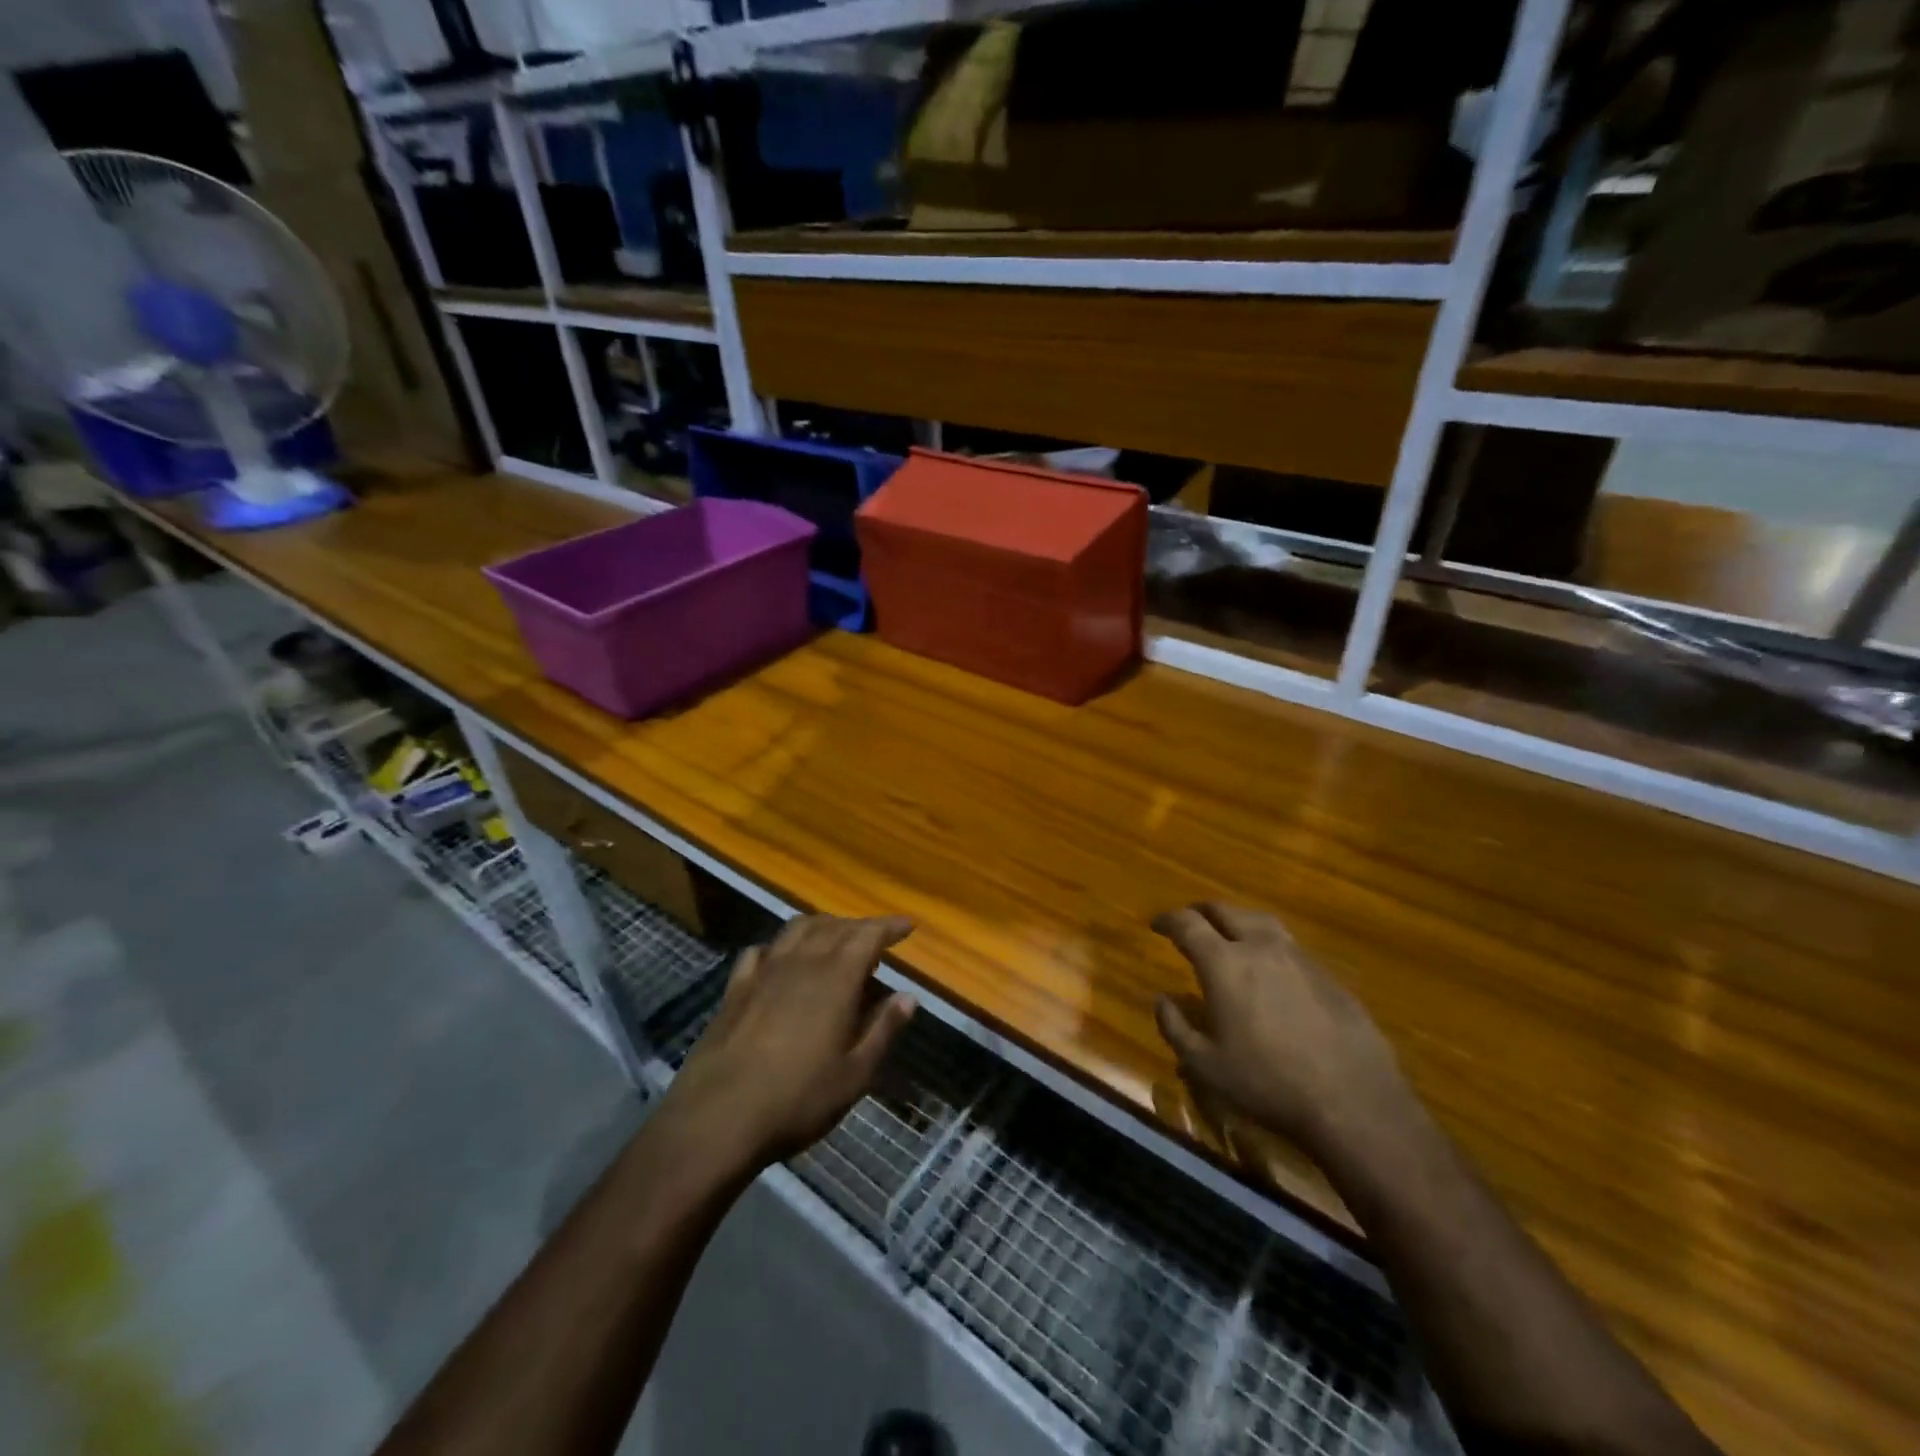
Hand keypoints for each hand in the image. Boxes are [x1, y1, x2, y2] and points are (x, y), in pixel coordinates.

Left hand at [660, 915, 917, 1173]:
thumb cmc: (798, 1099)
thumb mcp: (855, 1074)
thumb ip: (883, 1029)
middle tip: (875, 940)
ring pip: (797, 929)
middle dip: (859, 927)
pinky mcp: (735, 988)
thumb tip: (909, 996)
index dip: (889, 926)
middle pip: (834, 926)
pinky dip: (779, 946)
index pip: (868, 935)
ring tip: (834, 940)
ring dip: (821, 927)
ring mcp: (764, 971)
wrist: (717, 1118)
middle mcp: (801, 962)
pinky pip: (761, 951)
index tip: (907, 926)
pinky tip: (781, 960)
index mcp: (836, 978)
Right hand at [1152, 903, 1413, 1157]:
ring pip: (1261, 922)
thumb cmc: (1268, 1083)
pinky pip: (1289, 946)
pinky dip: (1268, 946)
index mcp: (1224, 963)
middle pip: (1225, 911)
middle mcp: (1260, 947)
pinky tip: (1270, 971)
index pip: (1188, 924)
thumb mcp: (1205, 1065)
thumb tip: (1161, 1000)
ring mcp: (1299, 957)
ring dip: (1238, 922)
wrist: (1354, 1101)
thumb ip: (1175, 1028)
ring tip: (1229, 936)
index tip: (1156, 924)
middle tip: (1190, 923)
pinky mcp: (1328, 975)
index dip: (1168, 920)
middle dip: (1201, 912)